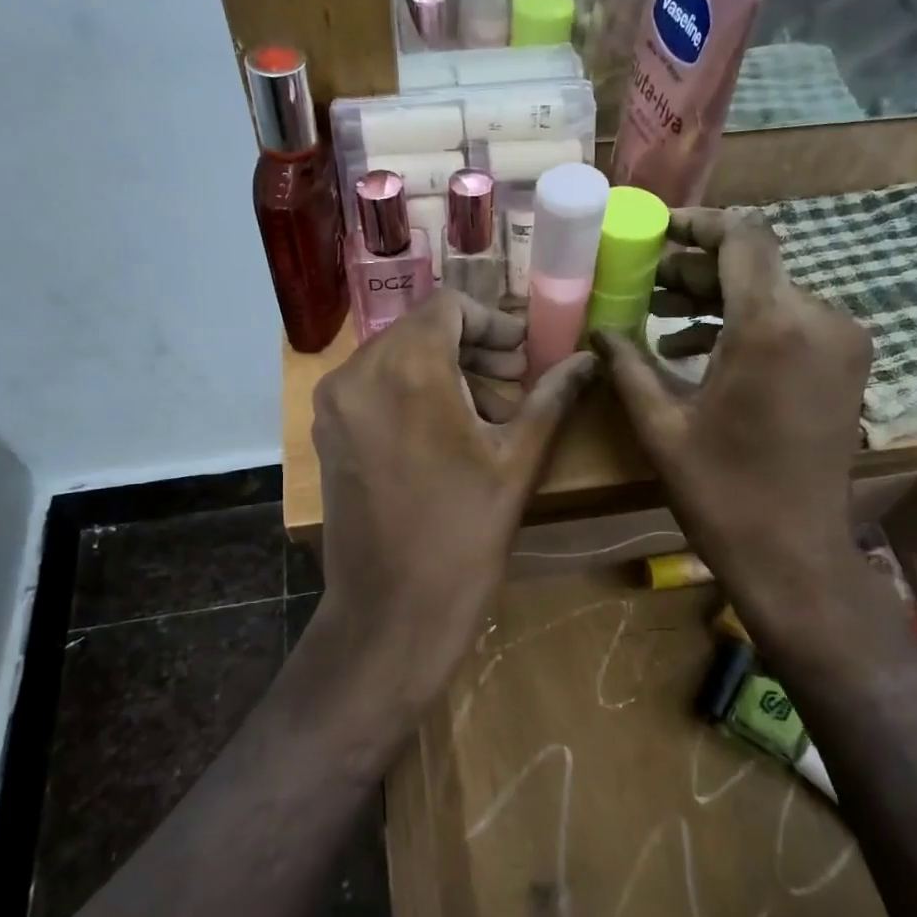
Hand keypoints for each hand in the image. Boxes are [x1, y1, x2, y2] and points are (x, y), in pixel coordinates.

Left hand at [311, 292, 596, 717]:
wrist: (392, 611)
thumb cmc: (464, 535)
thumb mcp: (518, 461)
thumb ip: (552, 397)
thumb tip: (589, 360)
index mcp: (408, 368)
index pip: (449, 306)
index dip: (493, 323)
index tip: (523, 356)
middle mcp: (358, 373)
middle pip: (420, 330)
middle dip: (471, 349)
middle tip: (513, 384)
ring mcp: (335, 405)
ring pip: (394, 358)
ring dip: (442, 370)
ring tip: (485, 414)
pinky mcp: (327, 434)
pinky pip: (372, 389)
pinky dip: (410, 392)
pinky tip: (443, 433)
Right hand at [592, 209, 883, 665]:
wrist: (794, 554)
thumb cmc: (721, 492)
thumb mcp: (662, 426)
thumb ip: (628, 365)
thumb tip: (597, 330)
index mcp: (772, 326)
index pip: (742, 237)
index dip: (697, 224)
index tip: (656, 231)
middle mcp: (819, 319)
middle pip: (755, 266)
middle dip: (695, 269)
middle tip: (642, 281)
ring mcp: (841, 343)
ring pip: (772, 294)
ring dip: (716, 300)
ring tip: (658, 317)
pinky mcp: (844, 367)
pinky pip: (791, 324)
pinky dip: (746, 326)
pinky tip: (695, 352)